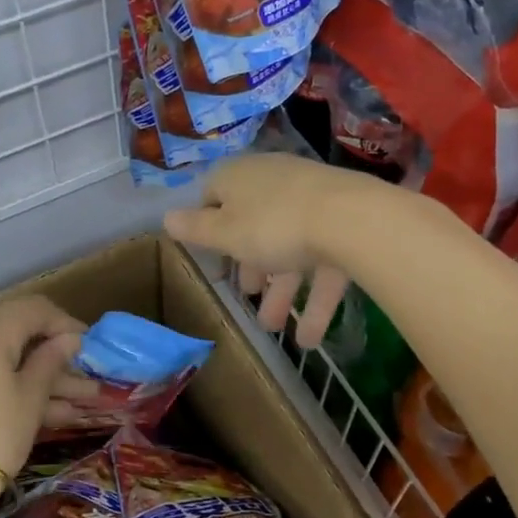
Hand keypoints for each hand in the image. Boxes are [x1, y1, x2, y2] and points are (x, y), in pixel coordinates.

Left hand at [0, 296, 86, 494]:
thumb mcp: (31, 397)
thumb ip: (51, 360)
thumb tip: (70, 339)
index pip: (33, 309)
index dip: (65, 322)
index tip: (90, 345)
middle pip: (22, 332)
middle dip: (58, 352)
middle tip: (89, 372)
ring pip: (12, 359)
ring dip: (48, 376)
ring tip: (88, 398)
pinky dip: (25, 388)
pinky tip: (62, 412)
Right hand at [164, 153, 370, 348]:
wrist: (352, 219)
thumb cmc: (272, 224)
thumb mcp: (224, 233)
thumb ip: (194, 229)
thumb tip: (166, 217)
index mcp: (240, 178)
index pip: (213, 196)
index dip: (208, 228)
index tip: (211, 258)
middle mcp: (274, 183)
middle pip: (254, 225)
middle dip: (250, 266)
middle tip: (246, 295)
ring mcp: (312, 202)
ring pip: (289, 248)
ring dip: (281, 291)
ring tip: (273, 329)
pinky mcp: (344, 224)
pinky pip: (322, 262)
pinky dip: (315, 299)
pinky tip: (309, 339)